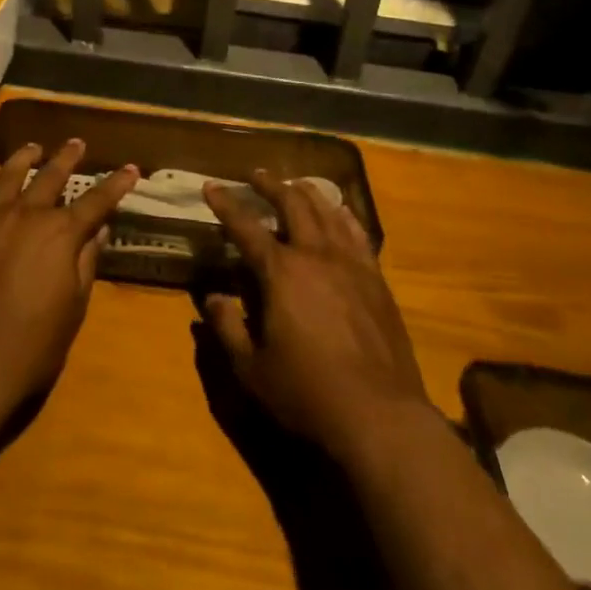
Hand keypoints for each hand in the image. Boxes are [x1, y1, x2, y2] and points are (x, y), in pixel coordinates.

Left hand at [0, 140, 138, 421]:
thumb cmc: (30, 346)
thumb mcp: (73, 308)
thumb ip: (86, 262)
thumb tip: (97, 229)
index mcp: (60, 235)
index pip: (96, 201)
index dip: (116, 184)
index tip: (131, 168)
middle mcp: (27, 215)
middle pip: (51, 177)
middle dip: (68, 158)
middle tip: (77, 143)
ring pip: (11, 175)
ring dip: (27, 158)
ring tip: (35, 147)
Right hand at [202, 172, 429, 459]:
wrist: (380, 415)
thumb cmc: (307, 393)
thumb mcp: (252, 369)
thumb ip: (227, 328)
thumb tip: (213, 297)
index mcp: (281, 272)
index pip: (245, 227)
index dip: (226, 204)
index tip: (211, 185)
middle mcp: (316, 255)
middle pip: (292, 204)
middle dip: (270, 185)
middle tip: (255, 174)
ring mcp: (351, 263)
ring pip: (327, 211)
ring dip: (307, 192)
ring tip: (295, 184)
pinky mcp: (376, 279)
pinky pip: (358, 233)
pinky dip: (343, 215)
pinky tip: (340, 212)